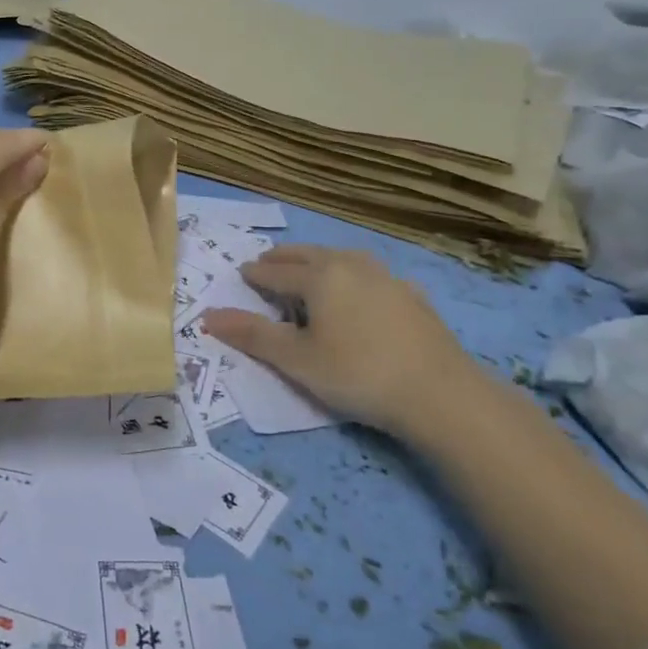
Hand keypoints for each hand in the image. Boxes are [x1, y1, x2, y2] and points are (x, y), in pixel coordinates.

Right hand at [200, 245, 484, 445]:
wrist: (439, 393)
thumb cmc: (357, 374)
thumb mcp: (296, 360)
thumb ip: (252, 334)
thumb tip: (208, 316)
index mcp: (319, 277)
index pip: (276, 272)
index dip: (255, 275)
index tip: (241, 273)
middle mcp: (350, 266)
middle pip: (308, 255)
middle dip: (283, 258)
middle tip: (267, 261)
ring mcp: (386, 277)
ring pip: (341, 258)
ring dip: (318, 260)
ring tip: (308, 268)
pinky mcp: (411, 295)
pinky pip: (370, 273)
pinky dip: (351, 274)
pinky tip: (359, 287)